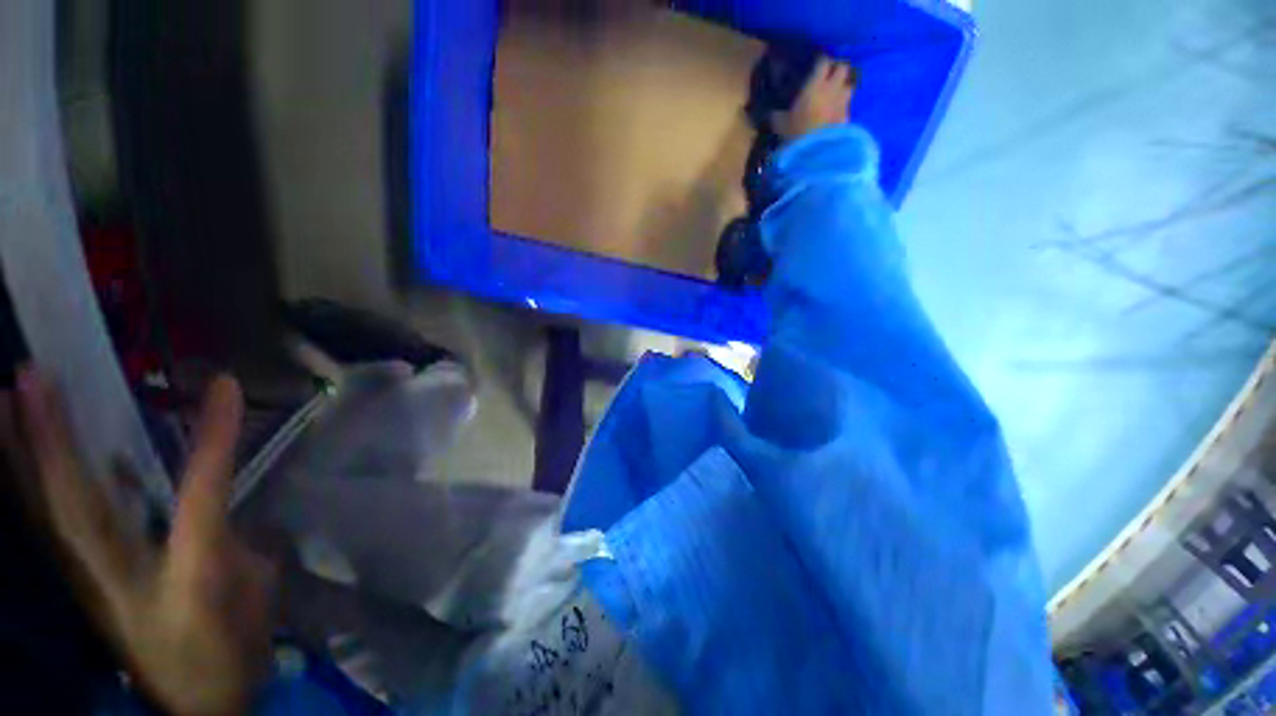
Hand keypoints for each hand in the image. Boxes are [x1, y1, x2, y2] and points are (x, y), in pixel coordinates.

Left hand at [9, 370, 272, 715]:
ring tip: (2, 399)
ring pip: (44, 512)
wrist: (195, 707)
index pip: (201, 492)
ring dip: (20, 457)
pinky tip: (11, 457)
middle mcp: (122, 574)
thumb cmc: (234, 649)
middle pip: (76, 504)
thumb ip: (234, 543)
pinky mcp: (77, 583)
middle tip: (30, 376)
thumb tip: (213, 512)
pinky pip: (44, 526)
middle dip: (50, 440)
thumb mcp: (257, 594)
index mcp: (188, 575)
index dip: (214, 438)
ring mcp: (89, 580)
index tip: (226, 386)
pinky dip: (23, 487)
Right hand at [773, 57, 856, 142]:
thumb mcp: (779, 125)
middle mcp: (833, 88)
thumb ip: (775, 115)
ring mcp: (842, 102)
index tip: (816, 63)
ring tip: (835, 94)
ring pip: (849, 85)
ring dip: (843, 87)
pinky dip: (843, 107)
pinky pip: (848, 106)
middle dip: (837, 70)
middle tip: (829, 76)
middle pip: (843, 68)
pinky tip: (836, 113)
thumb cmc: (795, 134)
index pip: (824, 61)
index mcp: (815, 84)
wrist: (813, 153)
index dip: (821, 60)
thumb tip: (766, 113)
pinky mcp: (847, 117)